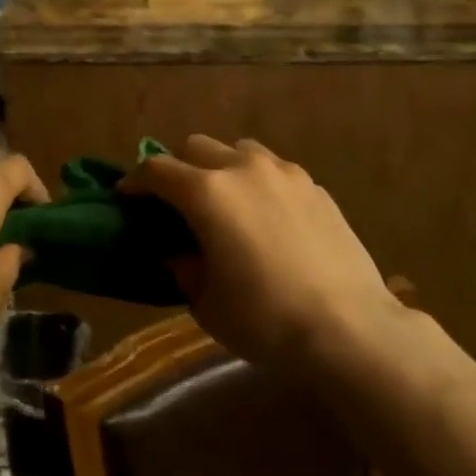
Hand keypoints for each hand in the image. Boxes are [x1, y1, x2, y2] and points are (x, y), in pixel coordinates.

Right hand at [120, 135, 404, 370]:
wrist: (348, 328)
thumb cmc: (264, 320)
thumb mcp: (206, 302)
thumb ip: (183, 267)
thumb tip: (177, 252)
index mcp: (207, 193)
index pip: (157, 170)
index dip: (135, 182)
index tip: (126, 197)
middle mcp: (244, 169)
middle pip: (197, 147)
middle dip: (178, 169)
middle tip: (176, 203)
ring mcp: (286, 174)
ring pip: (240, 151)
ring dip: (221, 168)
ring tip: (225, 204)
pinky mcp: (316, 188)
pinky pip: (275, 171)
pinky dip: (258, 183)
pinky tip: (266, 218)